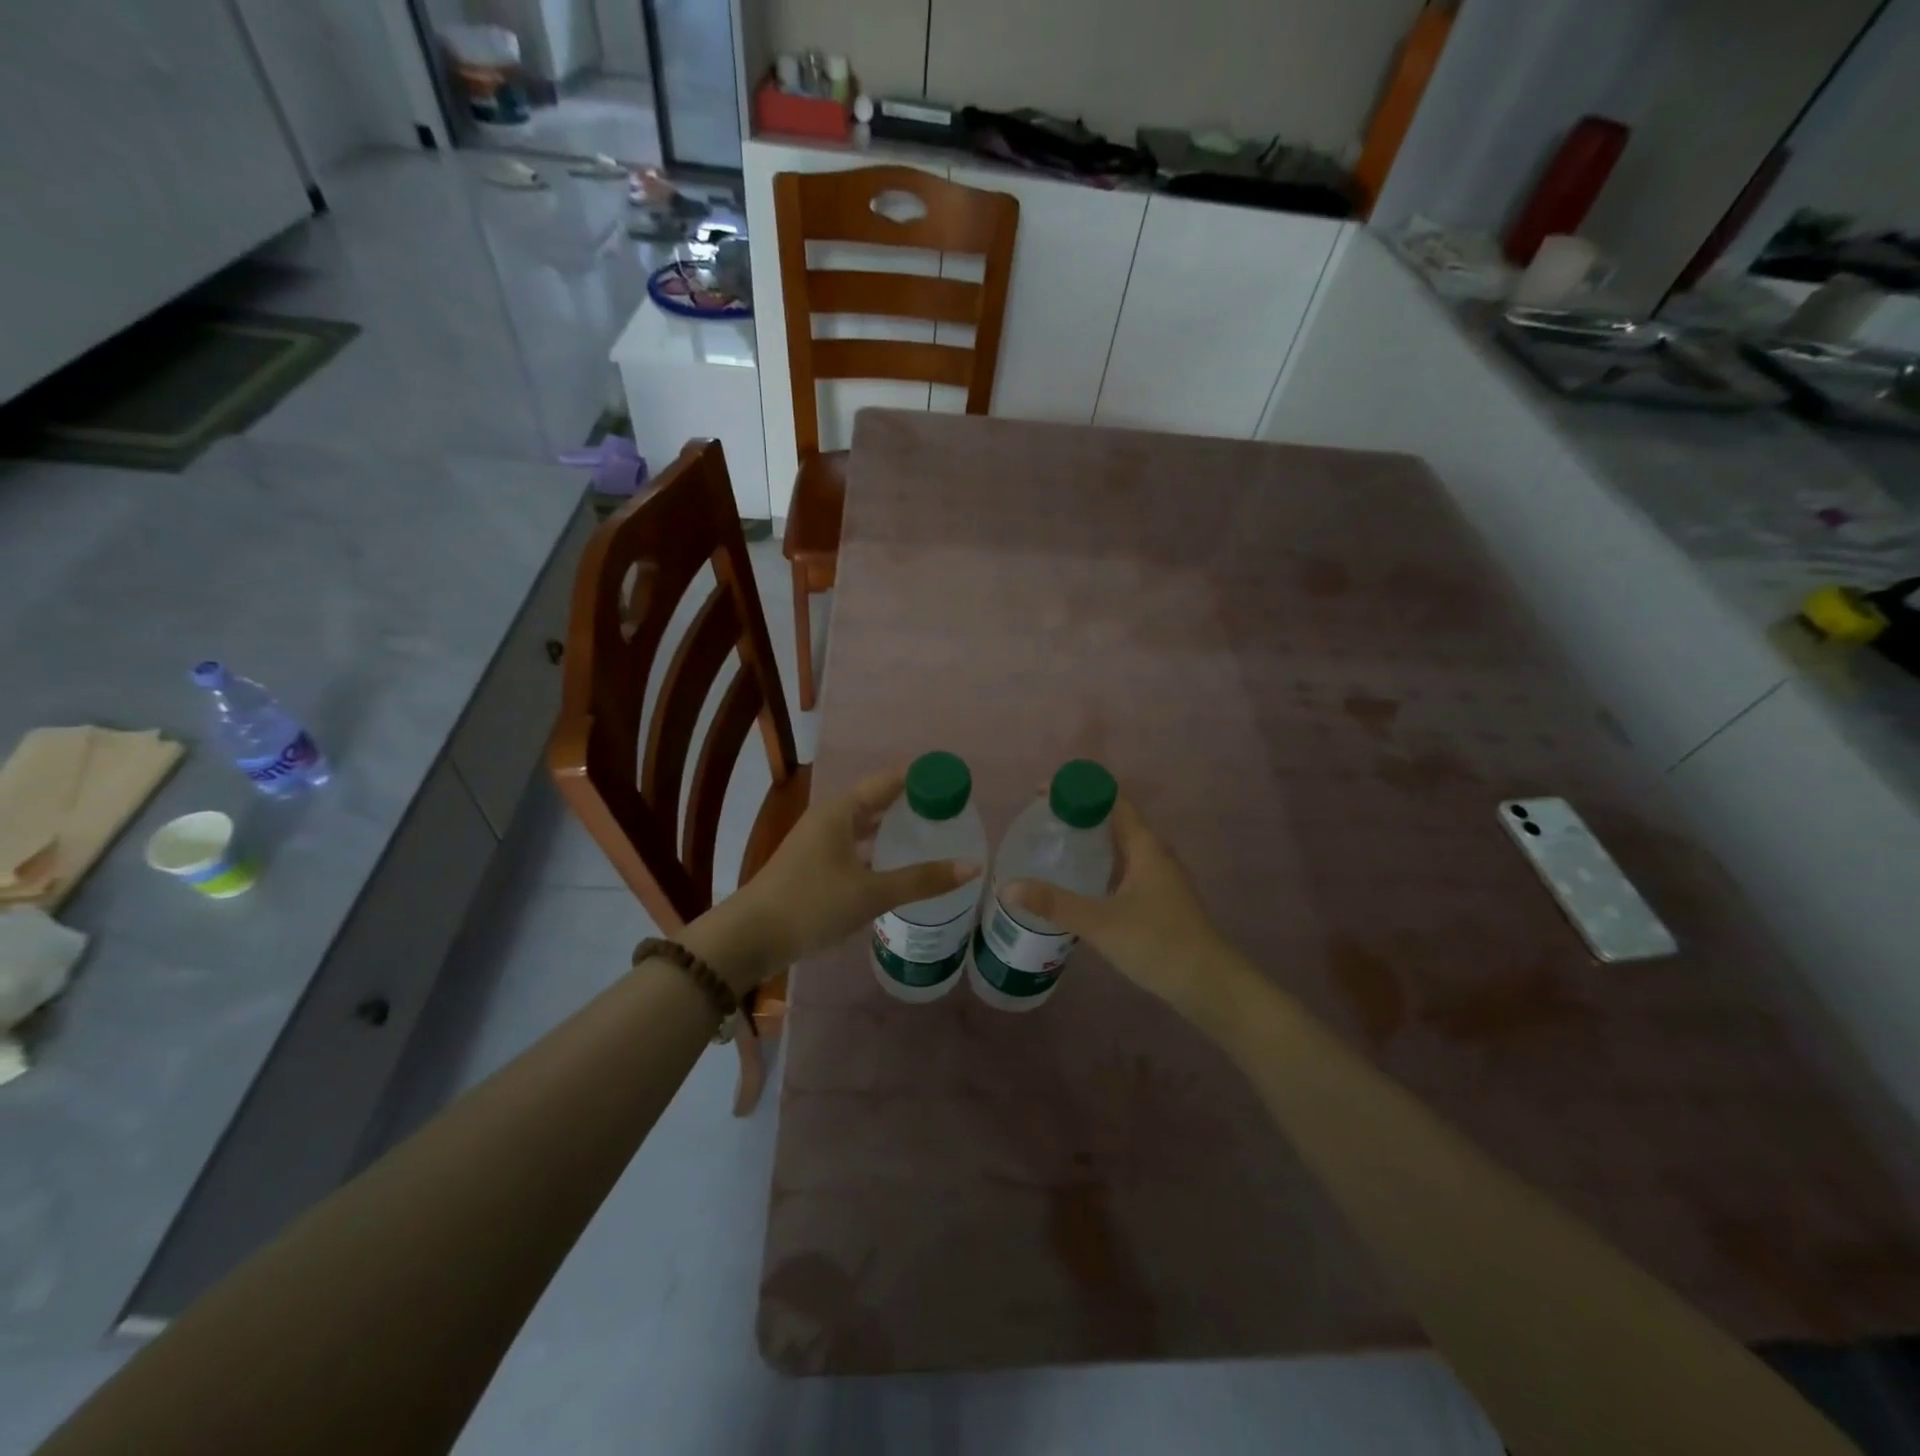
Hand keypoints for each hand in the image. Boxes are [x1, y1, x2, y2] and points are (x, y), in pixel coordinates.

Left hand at [703, 767, 977, 987]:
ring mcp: (818, 842)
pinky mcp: (813, 866)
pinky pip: (855, 846)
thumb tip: (972, 866)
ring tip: (931, 836)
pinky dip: (878, 850)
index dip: (922, 778)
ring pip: (865, 826)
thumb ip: (921, 880)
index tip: (955, 782)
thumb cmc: (811, 904)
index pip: (890, 780)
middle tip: (951, 812)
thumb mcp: (870, 893)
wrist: (749, 938)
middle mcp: (829, 819)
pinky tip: (896, 867)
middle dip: (912, 803)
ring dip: (894, 828)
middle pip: (878, 800)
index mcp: (841, 811)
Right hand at [1005, 799, 1248, 1025]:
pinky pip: (1123, 869)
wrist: (1209, 984)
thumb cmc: (1158, 943)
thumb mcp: (1100, 923)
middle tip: (1039, 821)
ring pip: (1119, 847)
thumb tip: (1006, 886)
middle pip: (1114, 820)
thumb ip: (1054, 904)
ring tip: (1050, 848)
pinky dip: (1099, 867)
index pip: (1111, 800)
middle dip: (1078, 815)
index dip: (1078, 790)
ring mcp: (1159, 877)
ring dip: (1089, 843)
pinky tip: (1077, 885)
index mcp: (1145, 845)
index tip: (1042, 793)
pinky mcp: (1159, 899)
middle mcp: (1154, 853)